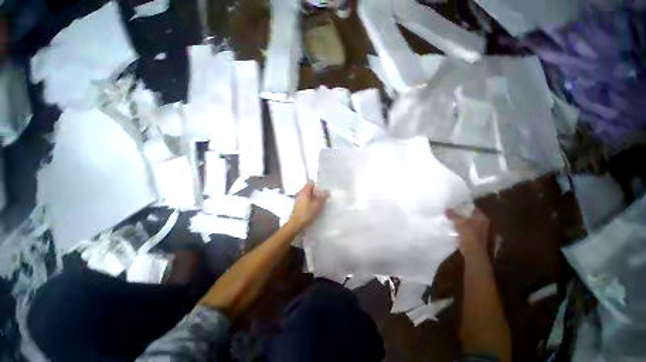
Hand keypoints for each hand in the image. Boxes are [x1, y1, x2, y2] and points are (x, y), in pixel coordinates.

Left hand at [289, 182, 328, 230]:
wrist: (296, 224)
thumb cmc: (307, 213)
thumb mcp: (317, 205)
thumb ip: (323, 197)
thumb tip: (327, 191)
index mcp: (304, 191)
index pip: (311, 182)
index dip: (318, 184)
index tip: (324, 188)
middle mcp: (300, 193)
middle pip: (310, 189)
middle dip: (317, 191)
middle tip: (324, 195)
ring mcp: (298, 199)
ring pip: (308, 195)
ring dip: (314, 197)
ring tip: (321, 201)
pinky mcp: (298, 205)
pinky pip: (306, 200)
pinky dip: (311, 201)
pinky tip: (316, 206)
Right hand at [446, 208, 489, 257]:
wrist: (472, 250)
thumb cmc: (469, 234)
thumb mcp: (460, 222)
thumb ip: (453, 215)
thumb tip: (446, 209)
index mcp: (481, 218)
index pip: (471, 207)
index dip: (462, 205)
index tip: (453, 204)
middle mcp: (481, 222)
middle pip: (468, 214)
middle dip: (459, 212)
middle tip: (449, 209)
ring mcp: (476, 229)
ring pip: (465, 221)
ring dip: (458, 219)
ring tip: (448, 215)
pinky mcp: (471, 235)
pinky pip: (463, 227)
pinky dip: (458, 225)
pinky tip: (450, 224)